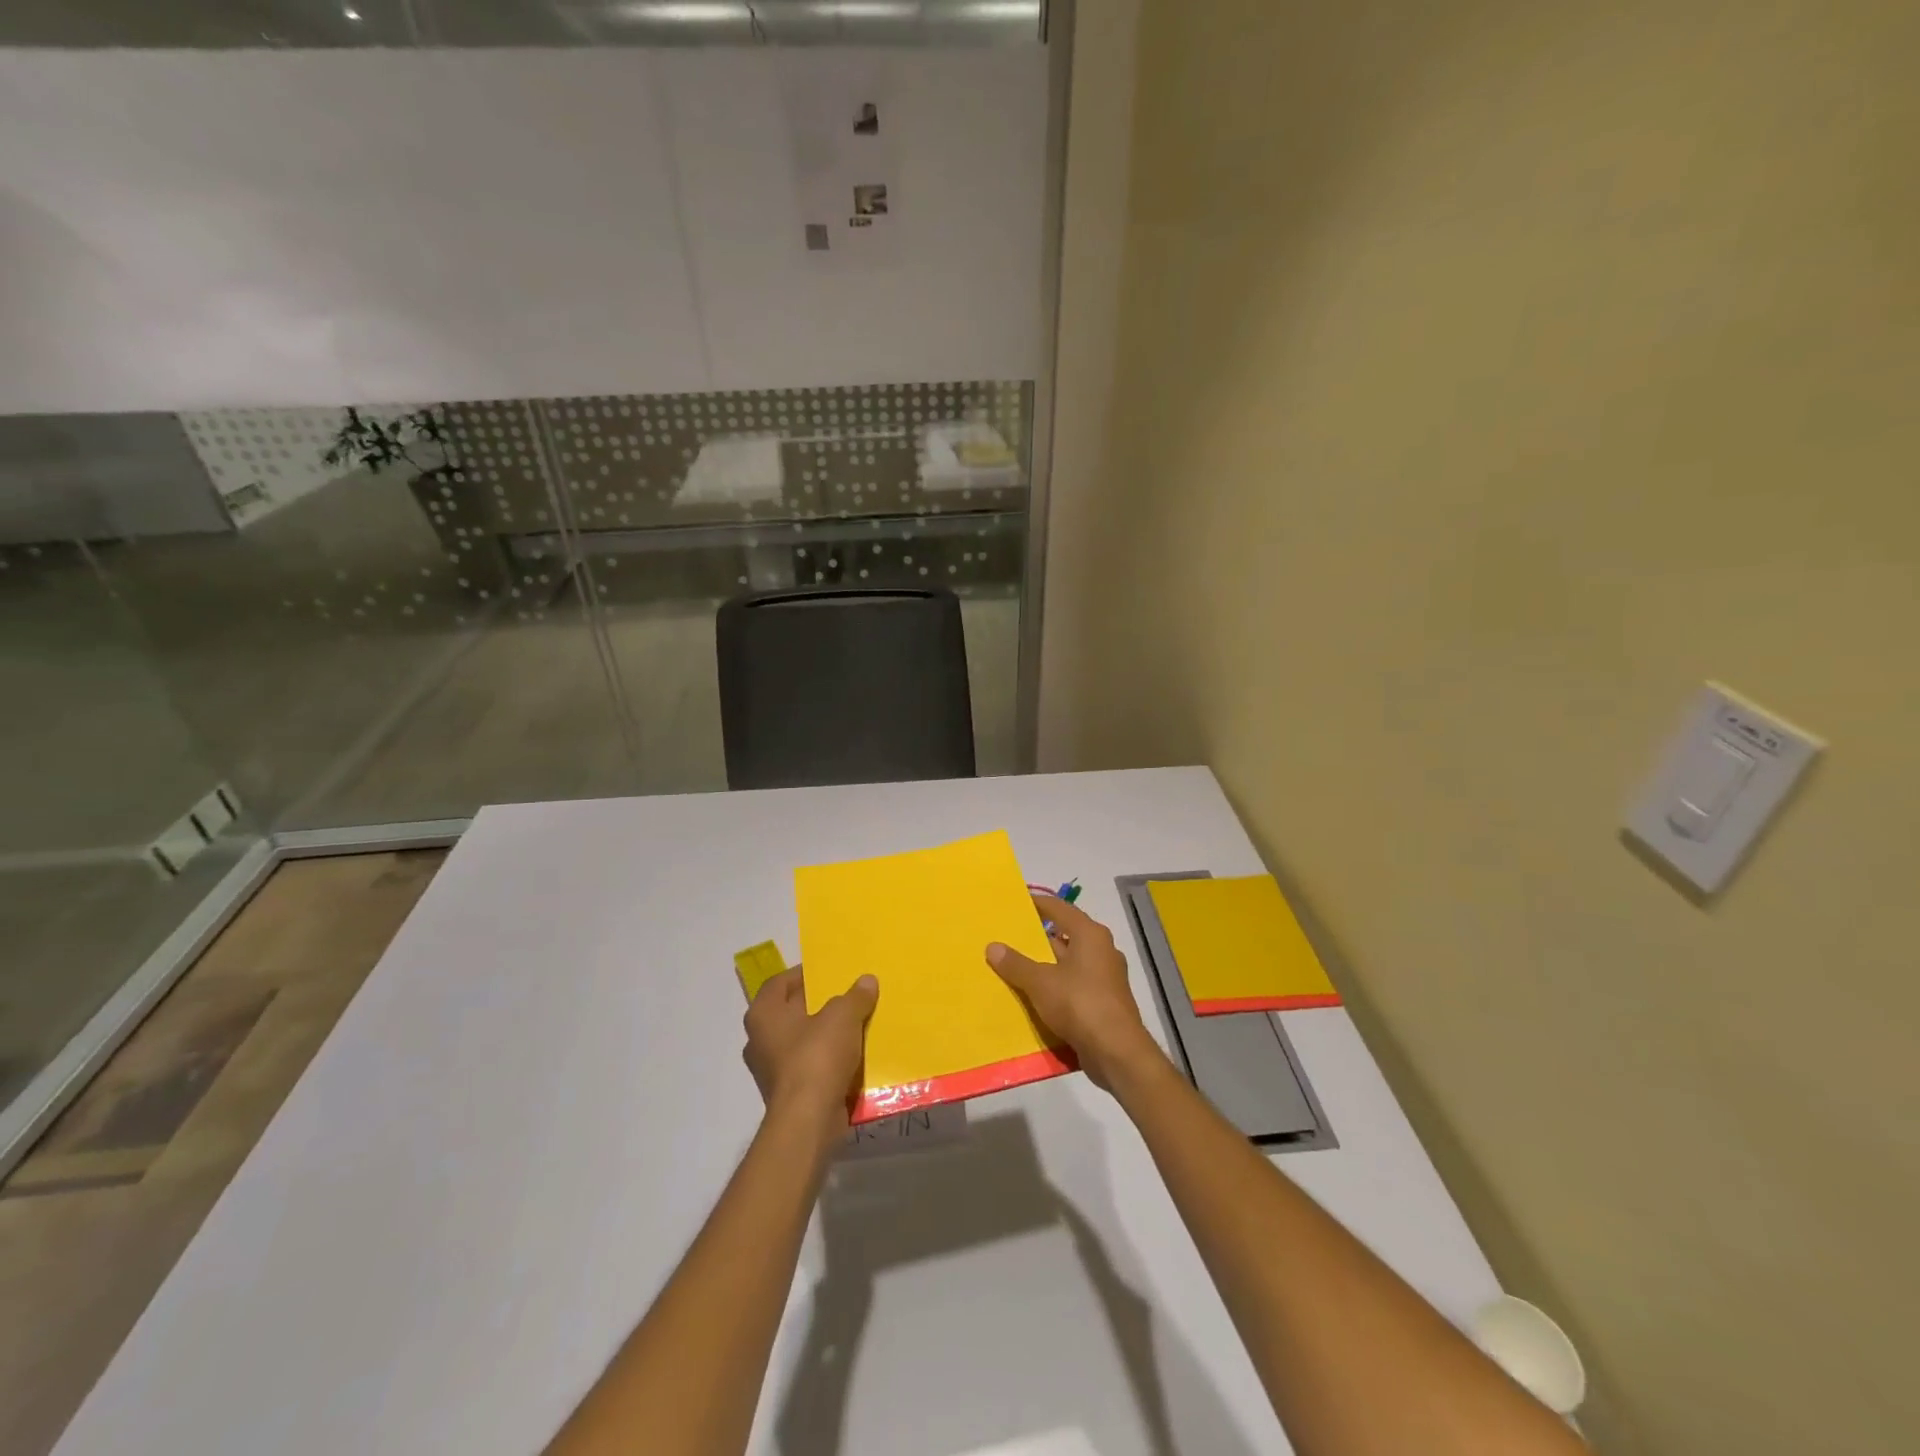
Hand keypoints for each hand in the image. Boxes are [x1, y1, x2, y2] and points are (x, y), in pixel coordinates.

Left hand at [742, 966, 877, 1143]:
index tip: (827, 972)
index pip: (778, 983)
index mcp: (763, 1015)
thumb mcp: (843, 1016)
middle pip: (790, 1012)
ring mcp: (771, 1070)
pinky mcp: (787, 1094)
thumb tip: (866, 981)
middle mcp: (760, 1040)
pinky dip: (827, 1060)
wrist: (809, 1121)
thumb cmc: (817, 1057)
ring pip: (801, 1041)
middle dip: (817, 1004)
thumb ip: (855, 996)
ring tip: (854, 1024)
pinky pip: (809, 1067)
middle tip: (845, 994)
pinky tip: (852, 1056)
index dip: (802, 974)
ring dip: (824, 1034)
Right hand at [986, 896, 1163, 1091]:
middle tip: (1007, 939)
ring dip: (1044, 968)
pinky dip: (1055, 990)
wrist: (1116, 1052)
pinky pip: (1073, 988)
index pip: (1060, 909)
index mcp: (1090, 935)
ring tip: (1013, 970)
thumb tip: (993, 946)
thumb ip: (1016, 963)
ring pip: (1067, 965)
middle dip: (1036, 940)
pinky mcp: (1104, 1003)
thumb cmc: (1080, 1004)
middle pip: (1064, 937)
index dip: (1037, 904)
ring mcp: (1105, 978)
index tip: (1015, 903)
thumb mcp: (1041, 982)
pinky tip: (1033, 999)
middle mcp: (1101, 951)